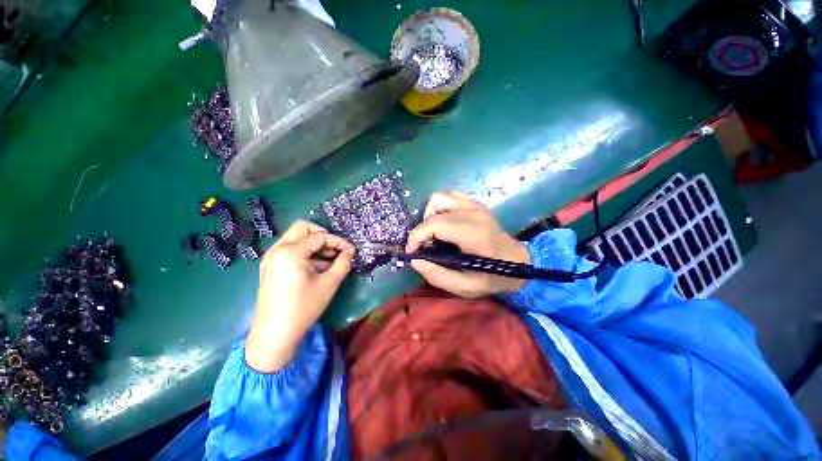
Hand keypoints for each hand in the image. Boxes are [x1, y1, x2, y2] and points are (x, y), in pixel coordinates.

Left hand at [245, 220, 354, 372]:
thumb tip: (350, 251)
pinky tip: (318, 268)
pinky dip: (306, 253)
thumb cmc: (303, 307)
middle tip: (336, 249)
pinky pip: (290, 250)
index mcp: (290, 251)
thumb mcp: (329, 284)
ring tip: (330, 260)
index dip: (338, 241)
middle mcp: (277, 249)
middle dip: (323, 235)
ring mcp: (271, 258)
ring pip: (296, 238)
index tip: (351, 250)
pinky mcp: (270, 267)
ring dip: (315, 244)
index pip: (319, 236)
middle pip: (302, 228)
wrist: (274, 334)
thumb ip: (343, 263)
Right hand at [406, 191, 528, 297]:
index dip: (416, 236)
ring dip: (430, 214)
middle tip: (424, 245)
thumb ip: (437, 276)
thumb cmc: (493, 277)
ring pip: (439, 197)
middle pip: (434, 207)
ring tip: (433, 233)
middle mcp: (474, 213)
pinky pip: (449, 196)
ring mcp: (475, 205)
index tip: (411, 251)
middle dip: (422, 227)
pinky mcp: (475, 203)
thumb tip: (415, 259)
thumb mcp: (465, 287)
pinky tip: (444, 223)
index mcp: (473, 233)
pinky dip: (440, 208)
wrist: (519, 262)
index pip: (435, 223)